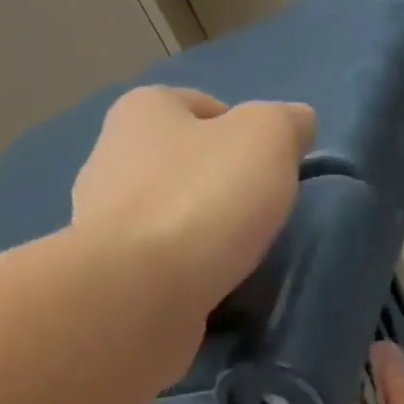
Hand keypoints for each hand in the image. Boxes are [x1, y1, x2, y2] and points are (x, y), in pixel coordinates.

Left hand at [71, 86, 315, 309]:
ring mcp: (105, 225)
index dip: (243, 134)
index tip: (270, 173)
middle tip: (256, 221)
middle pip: (182, 166)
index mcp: (143, 110)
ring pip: (168, 221)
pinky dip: (182, 277)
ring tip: (233, 262)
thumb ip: (288, 124)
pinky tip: (205, 292)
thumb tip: (298, 124)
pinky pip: (157, 268)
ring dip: (198, 238)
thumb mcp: (266, 140)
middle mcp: (112, 159)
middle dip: (218, 189)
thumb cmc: (201, 201)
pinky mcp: (111, 279)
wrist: (137, 296)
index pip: (204, 107)